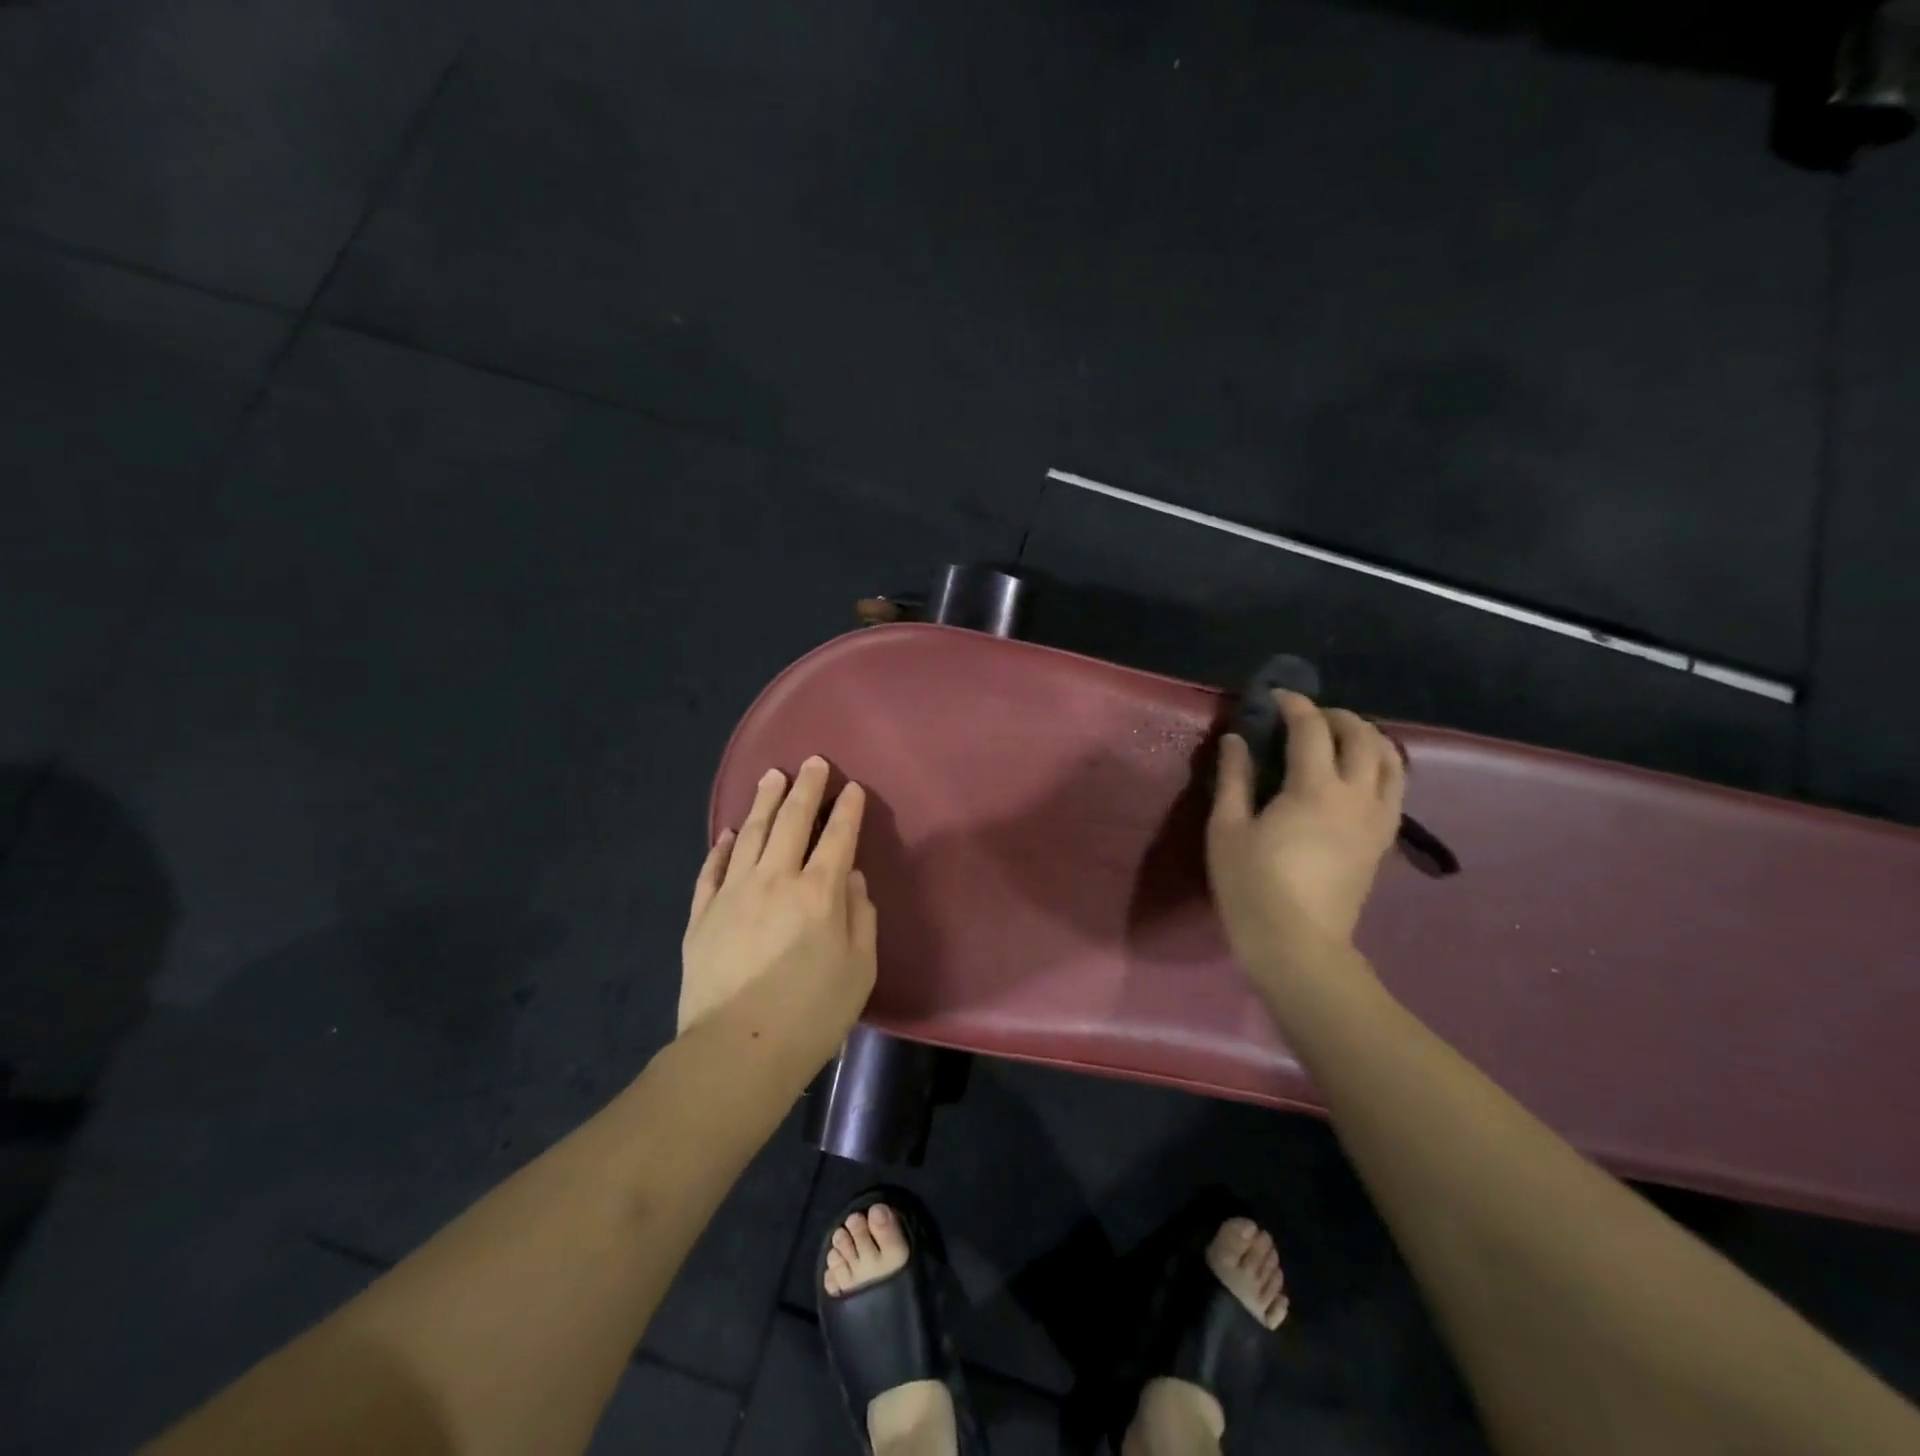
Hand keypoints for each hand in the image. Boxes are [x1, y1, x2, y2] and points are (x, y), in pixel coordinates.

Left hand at [680, 756, 876, 1070]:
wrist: (737, 1050)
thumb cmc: (812, 1014)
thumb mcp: (859, 969)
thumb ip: (860, 917)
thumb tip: (851, 880)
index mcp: (820, 892)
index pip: (838, 837)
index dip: (848, 809)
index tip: (853, 788)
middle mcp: (776, 879)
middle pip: (793, 821)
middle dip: (806, 788)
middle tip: (812, 762)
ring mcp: (733, 893)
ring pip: (751, 834)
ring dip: (765, 802)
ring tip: (772, 776)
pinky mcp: (702, 914)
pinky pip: (712, 869)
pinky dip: (723, 847)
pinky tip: (729, 833)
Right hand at [1207, 692, 1404, 967]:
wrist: (1298, 946)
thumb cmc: (1252, 886)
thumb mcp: (1227, 829)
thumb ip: (1234, 778)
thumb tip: (1235, 740)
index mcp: (1314, 789)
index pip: (1312, 729)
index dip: (1294, 705)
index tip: (1275, 697)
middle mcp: (1356, 796)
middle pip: (1362, 737)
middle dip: (1336, 716)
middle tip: (1306, 716)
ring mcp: (1377, 820)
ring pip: (1391, 760)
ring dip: (1367, 738)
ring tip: (1339, 738)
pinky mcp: (1383, 841)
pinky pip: (1395, 788)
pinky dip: (1380, 766)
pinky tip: (1356, 774)